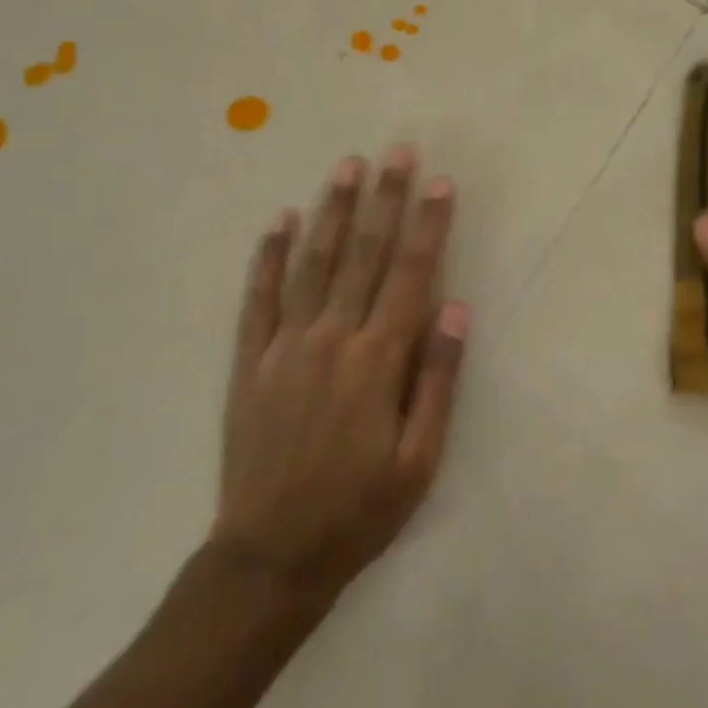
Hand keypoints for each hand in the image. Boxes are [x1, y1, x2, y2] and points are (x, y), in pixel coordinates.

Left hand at [214, 147, 466, 598]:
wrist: (271, 556)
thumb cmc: (359, 510)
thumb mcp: (420, 460)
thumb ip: (438, 379)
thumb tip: (456, 308)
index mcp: (379, 360)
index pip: (412, 275)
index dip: (429, 226)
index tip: (440, 183)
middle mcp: (333, 339)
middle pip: (365, 256)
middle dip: (386, 200)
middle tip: (397, 151)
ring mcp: (286, 346)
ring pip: (313, 262)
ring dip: (333, 212)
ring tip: (347, 167)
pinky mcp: (251, 361)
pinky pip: (259, 297)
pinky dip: (268, 256)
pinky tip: (279, 220)